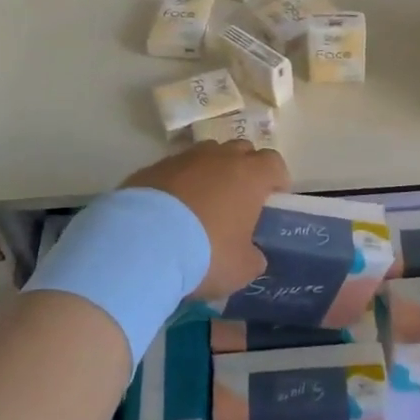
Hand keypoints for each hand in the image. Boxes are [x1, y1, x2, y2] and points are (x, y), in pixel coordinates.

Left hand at [121, 140, 288, 301]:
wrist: (142, 243)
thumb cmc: (205, 253)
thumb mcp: (240, 269)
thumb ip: (252, 257)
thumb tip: (252, 255)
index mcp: (249, 176)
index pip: (274, 162)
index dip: (276, 179)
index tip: (272, 198)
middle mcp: (219, 158)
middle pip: (241, 150)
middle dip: (244, 169)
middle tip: (238, 199)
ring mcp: (183, 158)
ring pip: (206, 155)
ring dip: (210, 172)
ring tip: (202, 202)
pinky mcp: (152, 167)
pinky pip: (175, 169)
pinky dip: (178, 183)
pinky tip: (170, 210)